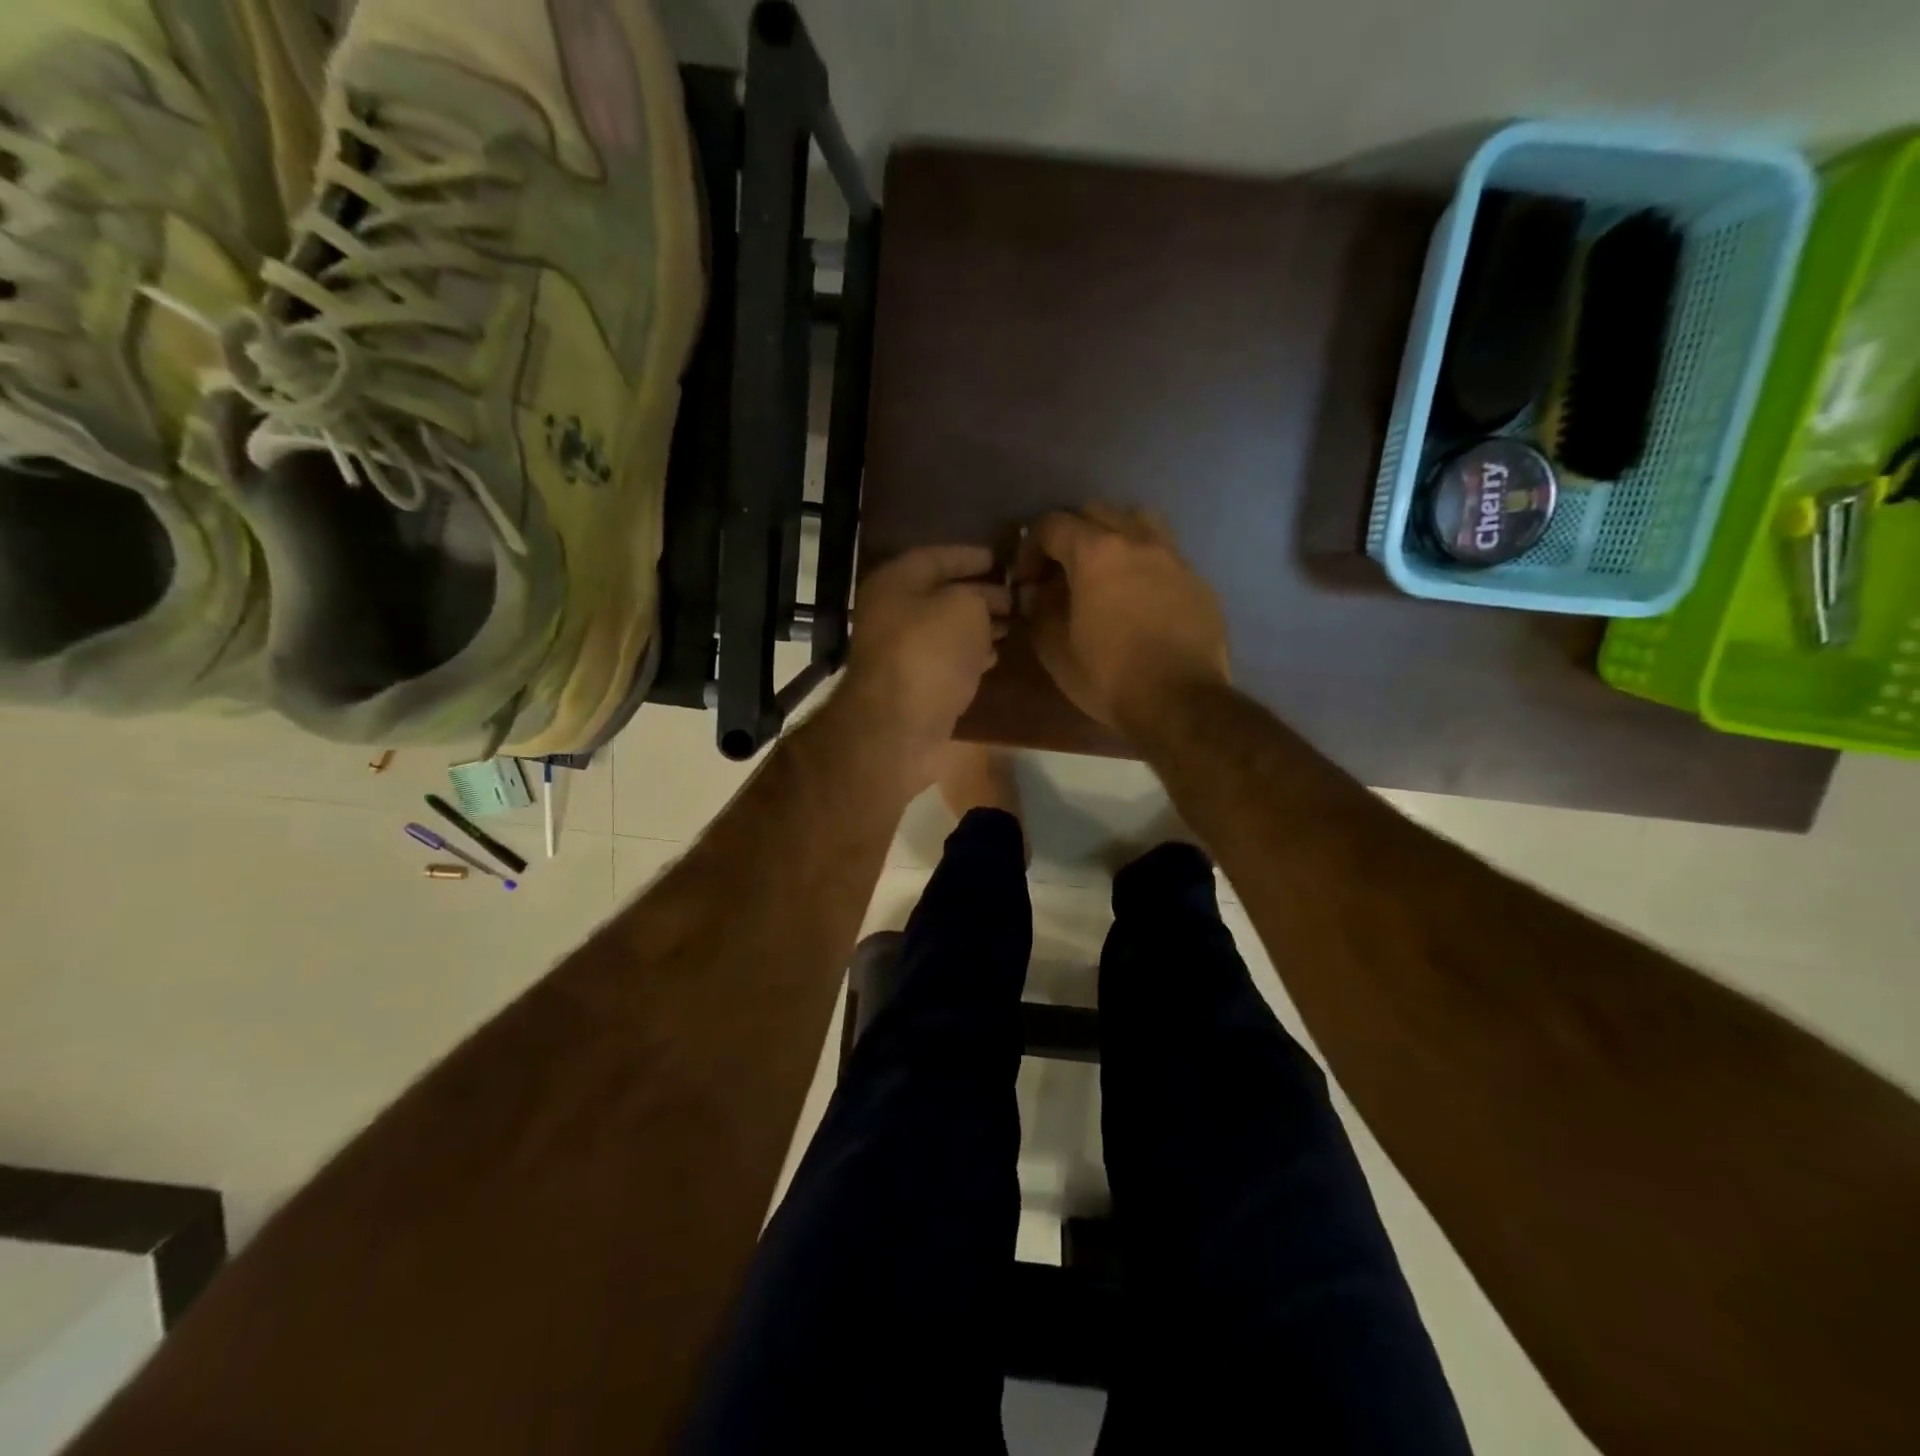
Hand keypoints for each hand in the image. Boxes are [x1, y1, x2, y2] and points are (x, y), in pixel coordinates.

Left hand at [840, 545, 1010, 790]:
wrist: (899, 727)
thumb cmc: (930, 653)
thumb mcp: (965, 608)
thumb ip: (980, 595)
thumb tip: (988, 601)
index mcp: (894, 583)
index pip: (936, 557)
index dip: (970, 556)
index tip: (1001, 560)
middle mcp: (891, 614)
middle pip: (940, 596)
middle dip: (979, 594)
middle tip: (1014, 596)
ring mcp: (899, 654)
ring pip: (945, 631)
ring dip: (977, 627)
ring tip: (1011, 625)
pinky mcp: (912, 687)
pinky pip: (945, 661)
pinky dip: (969, 656)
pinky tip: (994, 657)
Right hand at [1014, 505, 1229, 734]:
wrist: (1180, 702)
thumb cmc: (1108, 676)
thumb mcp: (1055, 649)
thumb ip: (1039, 610)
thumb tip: (1037, 592)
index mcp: (1097, 553)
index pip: (1052, 525)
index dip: (1030, 549)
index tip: (1026, 581)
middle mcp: (1138, 541)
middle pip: (1097, 512)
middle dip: (1071, 535)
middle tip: (1061, 572)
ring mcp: (1174, 558)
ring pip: (1138, 522)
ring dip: (1114, 536)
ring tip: (1105, 572)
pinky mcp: (1198, 581)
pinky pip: (1165, 556)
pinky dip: (1144, 565)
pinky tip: (1140, 599)